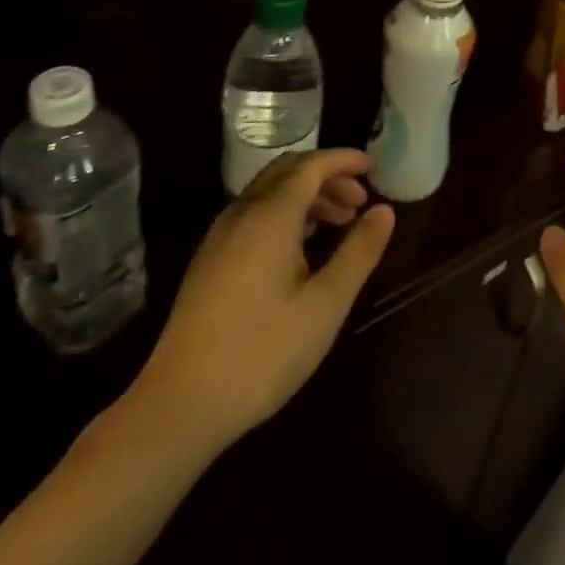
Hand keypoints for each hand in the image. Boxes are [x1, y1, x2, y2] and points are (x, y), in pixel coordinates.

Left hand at [124, 149, 394, 458]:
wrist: (180, 404)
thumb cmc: (262, 353)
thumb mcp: (325, 306)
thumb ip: (358, 252)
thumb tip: (385, 211)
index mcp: (270, 216)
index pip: (311, 165)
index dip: (344, 160)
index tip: (374, 167)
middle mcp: (242, 213)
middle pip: (288, 172)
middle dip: (327, 176)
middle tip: (361, 200)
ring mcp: (220, 235)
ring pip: (269, 193)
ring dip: (307, 196)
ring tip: (340, 223)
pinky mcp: (210, 259)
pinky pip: (254, 214)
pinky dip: (285, 213)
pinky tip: (302, 248)